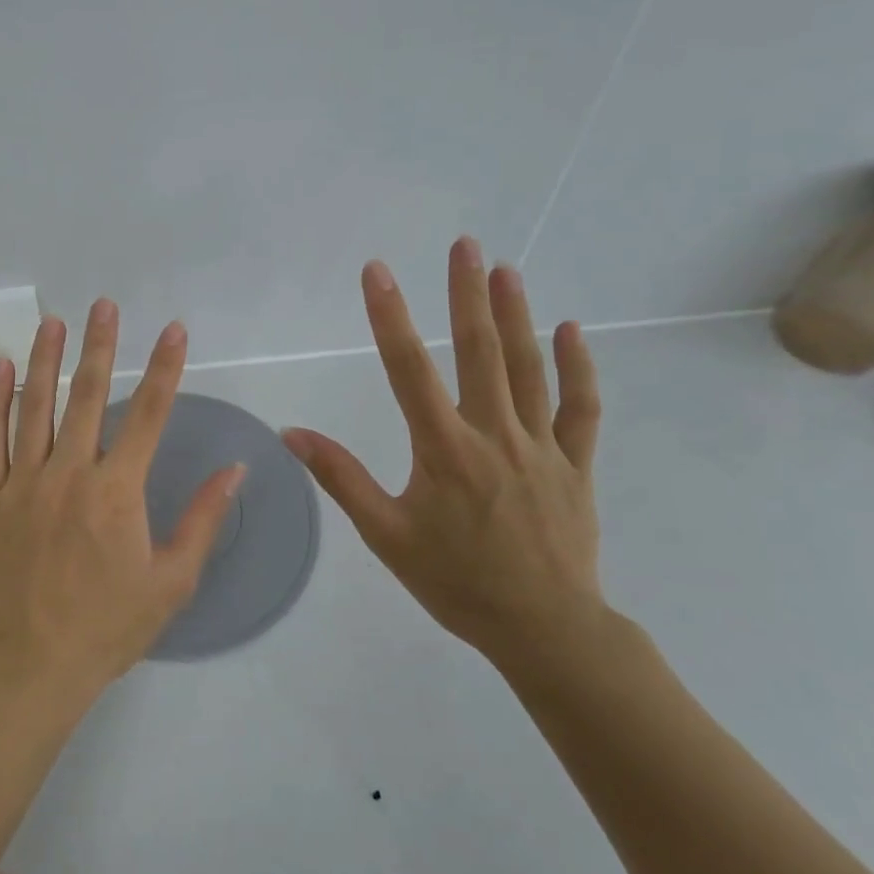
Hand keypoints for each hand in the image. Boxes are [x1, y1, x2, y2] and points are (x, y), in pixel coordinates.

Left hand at [0, 299, 245, 710]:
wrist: (29, 665)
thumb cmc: (107, 627)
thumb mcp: (171, 581)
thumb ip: (202, 520)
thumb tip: (235, 470)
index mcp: (117, 491)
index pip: (151, 414)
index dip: (166, 368)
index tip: (173, 330)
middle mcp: (70, 473)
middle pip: (89, 396)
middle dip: (101, 346)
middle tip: (104, 305)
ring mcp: (22, 481)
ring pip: (35, 406)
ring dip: (46, 360)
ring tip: (54, 321)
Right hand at [282, 238, 605, 668]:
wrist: (544, 629)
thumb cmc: (455, 581)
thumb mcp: (385, 535)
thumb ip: (340, 478)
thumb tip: (293, 433)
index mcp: (444, 449)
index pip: (409, 369)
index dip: (391, 316)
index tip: (378, 271)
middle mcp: (494, 435)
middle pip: (480, 352)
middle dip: (467, 294)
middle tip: (464, 244)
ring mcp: (541, 447)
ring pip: (529, 370)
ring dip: (517, 315)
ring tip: (505, 269)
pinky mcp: (575, 465)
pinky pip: (580, 409)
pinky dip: (577, 368)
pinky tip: (570, 330)